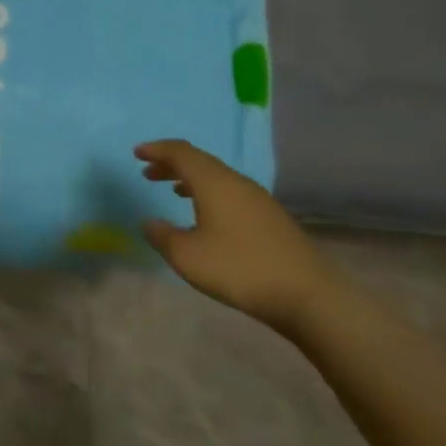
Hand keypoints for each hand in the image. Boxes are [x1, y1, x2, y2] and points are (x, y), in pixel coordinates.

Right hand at [134, 139, 338, 333]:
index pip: (180, 152)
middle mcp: (236, 182)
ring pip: (217, 177)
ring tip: (173, 190)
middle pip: (199, 161)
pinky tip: (206, 215)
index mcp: (213, 182)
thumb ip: (162, 236)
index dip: (157, 150)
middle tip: (148, 173)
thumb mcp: (187, 256)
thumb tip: (149, 222)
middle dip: (171, 164)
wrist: (309, 295)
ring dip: (191, 179)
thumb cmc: (239, 269)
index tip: (137, 153)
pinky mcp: (271, 217)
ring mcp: (258, 199)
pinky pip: (231, 192)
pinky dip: (210, 193)